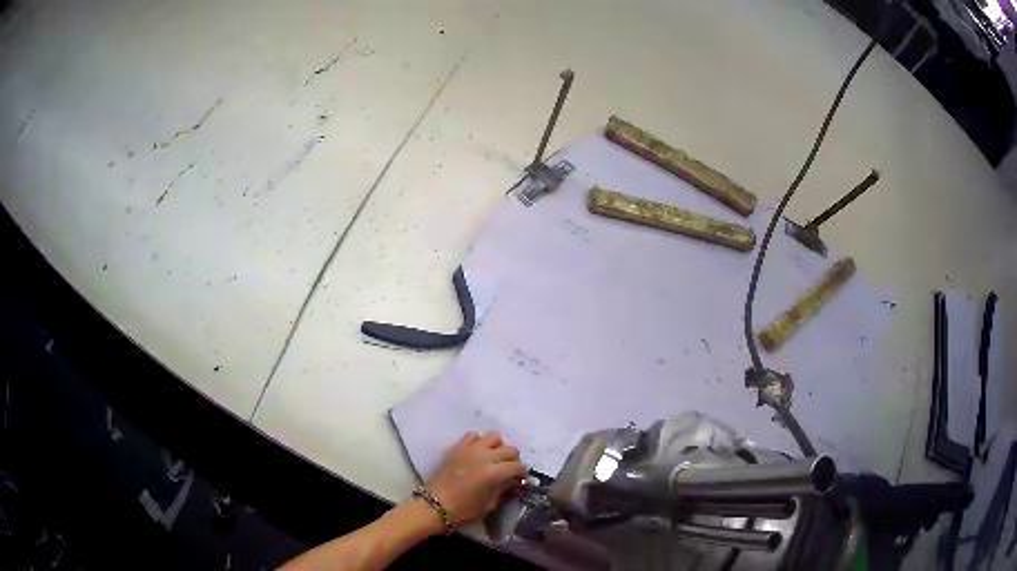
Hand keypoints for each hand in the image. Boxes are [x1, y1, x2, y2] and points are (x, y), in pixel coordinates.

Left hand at [424, 432, 525, 526]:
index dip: (521, 473)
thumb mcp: (488, 505)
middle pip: (509, 449)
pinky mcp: (456, 448)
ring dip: (498, 447)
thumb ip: (502, 490)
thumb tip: (512, 482)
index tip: (519, 480)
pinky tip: (477, 453)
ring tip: (494, 458)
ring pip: (493, 436)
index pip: (517, 466)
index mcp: (493, 473)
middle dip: (513, 460)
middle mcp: (484, 457)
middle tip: (510, 470)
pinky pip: (472, 436)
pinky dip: (478, 442)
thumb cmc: (462, 511)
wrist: (433, 506)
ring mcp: (469, 450)